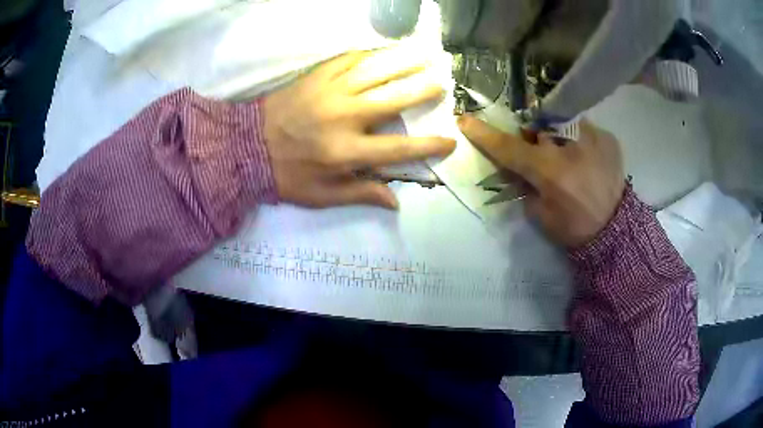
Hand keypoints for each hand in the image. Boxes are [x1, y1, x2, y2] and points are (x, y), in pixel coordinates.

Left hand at [263, 50, 455, 208]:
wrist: (246, 147)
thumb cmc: (286, 175)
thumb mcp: (322, 196)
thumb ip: (361, 195)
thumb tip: (396, 202)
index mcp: (346, 152)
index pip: (398, 149)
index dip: (428, 146)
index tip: (450, 141)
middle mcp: (344, 118)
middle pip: (393, 100)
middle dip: (422, 91)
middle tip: (442, 83)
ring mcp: (330, 92)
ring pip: (375, 72)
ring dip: (403, 62)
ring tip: (425, 54)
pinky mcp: (316, 77)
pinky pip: (348, 60)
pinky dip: (369, 54)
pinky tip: (384, 50)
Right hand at [458, 116, 625, 246]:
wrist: (617, 230)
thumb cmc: (576, 228)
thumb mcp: (541, 215)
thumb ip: (525, 188)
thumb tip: (518, 169)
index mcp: (549, 170)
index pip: (508, 147)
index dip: (484, 134)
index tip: (465, 120)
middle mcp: (569, 145)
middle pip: (537, 126)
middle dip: (533, 136)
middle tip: (541, 152)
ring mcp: (591, 136)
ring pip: (562, 122)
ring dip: (558, 135)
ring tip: (569, 155)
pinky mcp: (607, 137)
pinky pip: (584, 129)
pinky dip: (580, 141)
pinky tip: (588, 159)